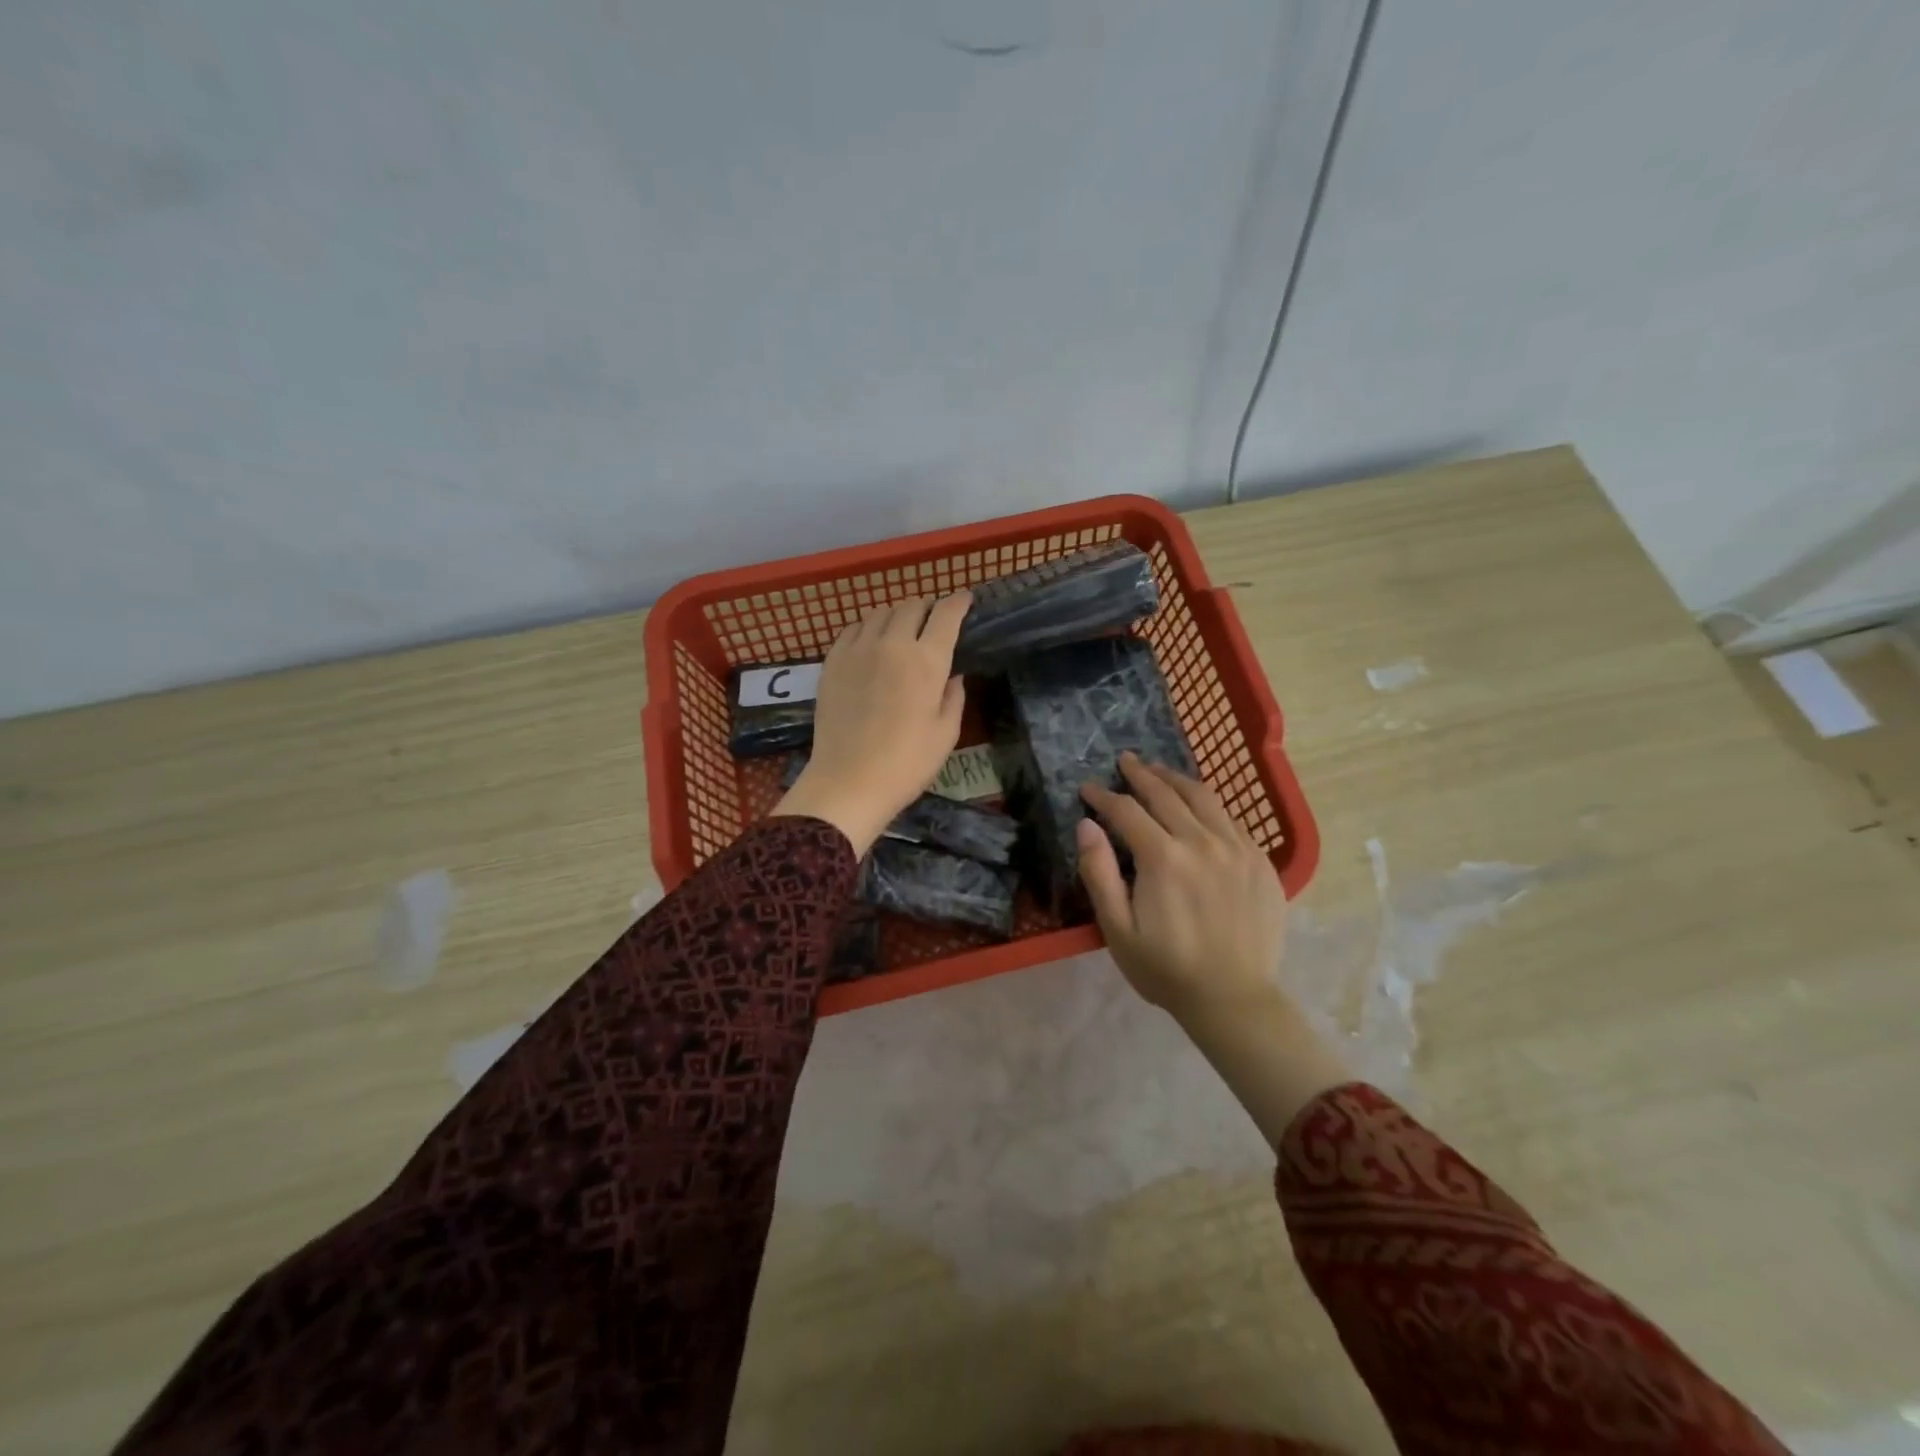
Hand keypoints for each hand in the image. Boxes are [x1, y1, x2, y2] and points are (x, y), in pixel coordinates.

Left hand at [773, 592, 971, 854]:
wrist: (849, 781)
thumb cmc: (907, 763)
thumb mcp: (946, 734)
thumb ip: (953, 697)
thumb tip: (952, 675)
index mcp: (927, 660)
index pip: (946, 615)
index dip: (958, 602)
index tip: (965, 600)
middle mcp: (892, 644)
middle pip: (911, 606)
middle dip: (927, 607)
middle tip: (932, 620)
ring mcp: (858, 649)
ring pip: (881, 613)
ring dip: (897, 615)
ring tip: (902, 629)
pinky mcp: (832, 661)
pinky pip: (853, 628)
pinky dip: (868, 627)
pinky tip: (871, 641)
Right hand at [1077, 753, 1286, 1021]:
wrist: (1234, 999)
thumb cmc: (1166, 969)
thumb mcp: (1117, 929)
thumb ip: (1099, 873)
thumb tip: (1087, 824)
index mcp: (1164, 858)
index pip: (1127, 811)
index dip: (1104, 796)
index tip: (1087, 787)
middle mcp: (1202, 842)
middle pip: (1166, 794)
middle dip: (1140, 774)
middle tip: (1124, 760)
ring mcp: (1237, 848)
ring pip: (1203, 797)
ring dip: (1176, 779)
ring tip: (1159, 769)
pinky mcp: (1260, 861)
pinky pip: (1231, 819)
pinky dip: (1208, 803)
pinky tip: (1198, 805)